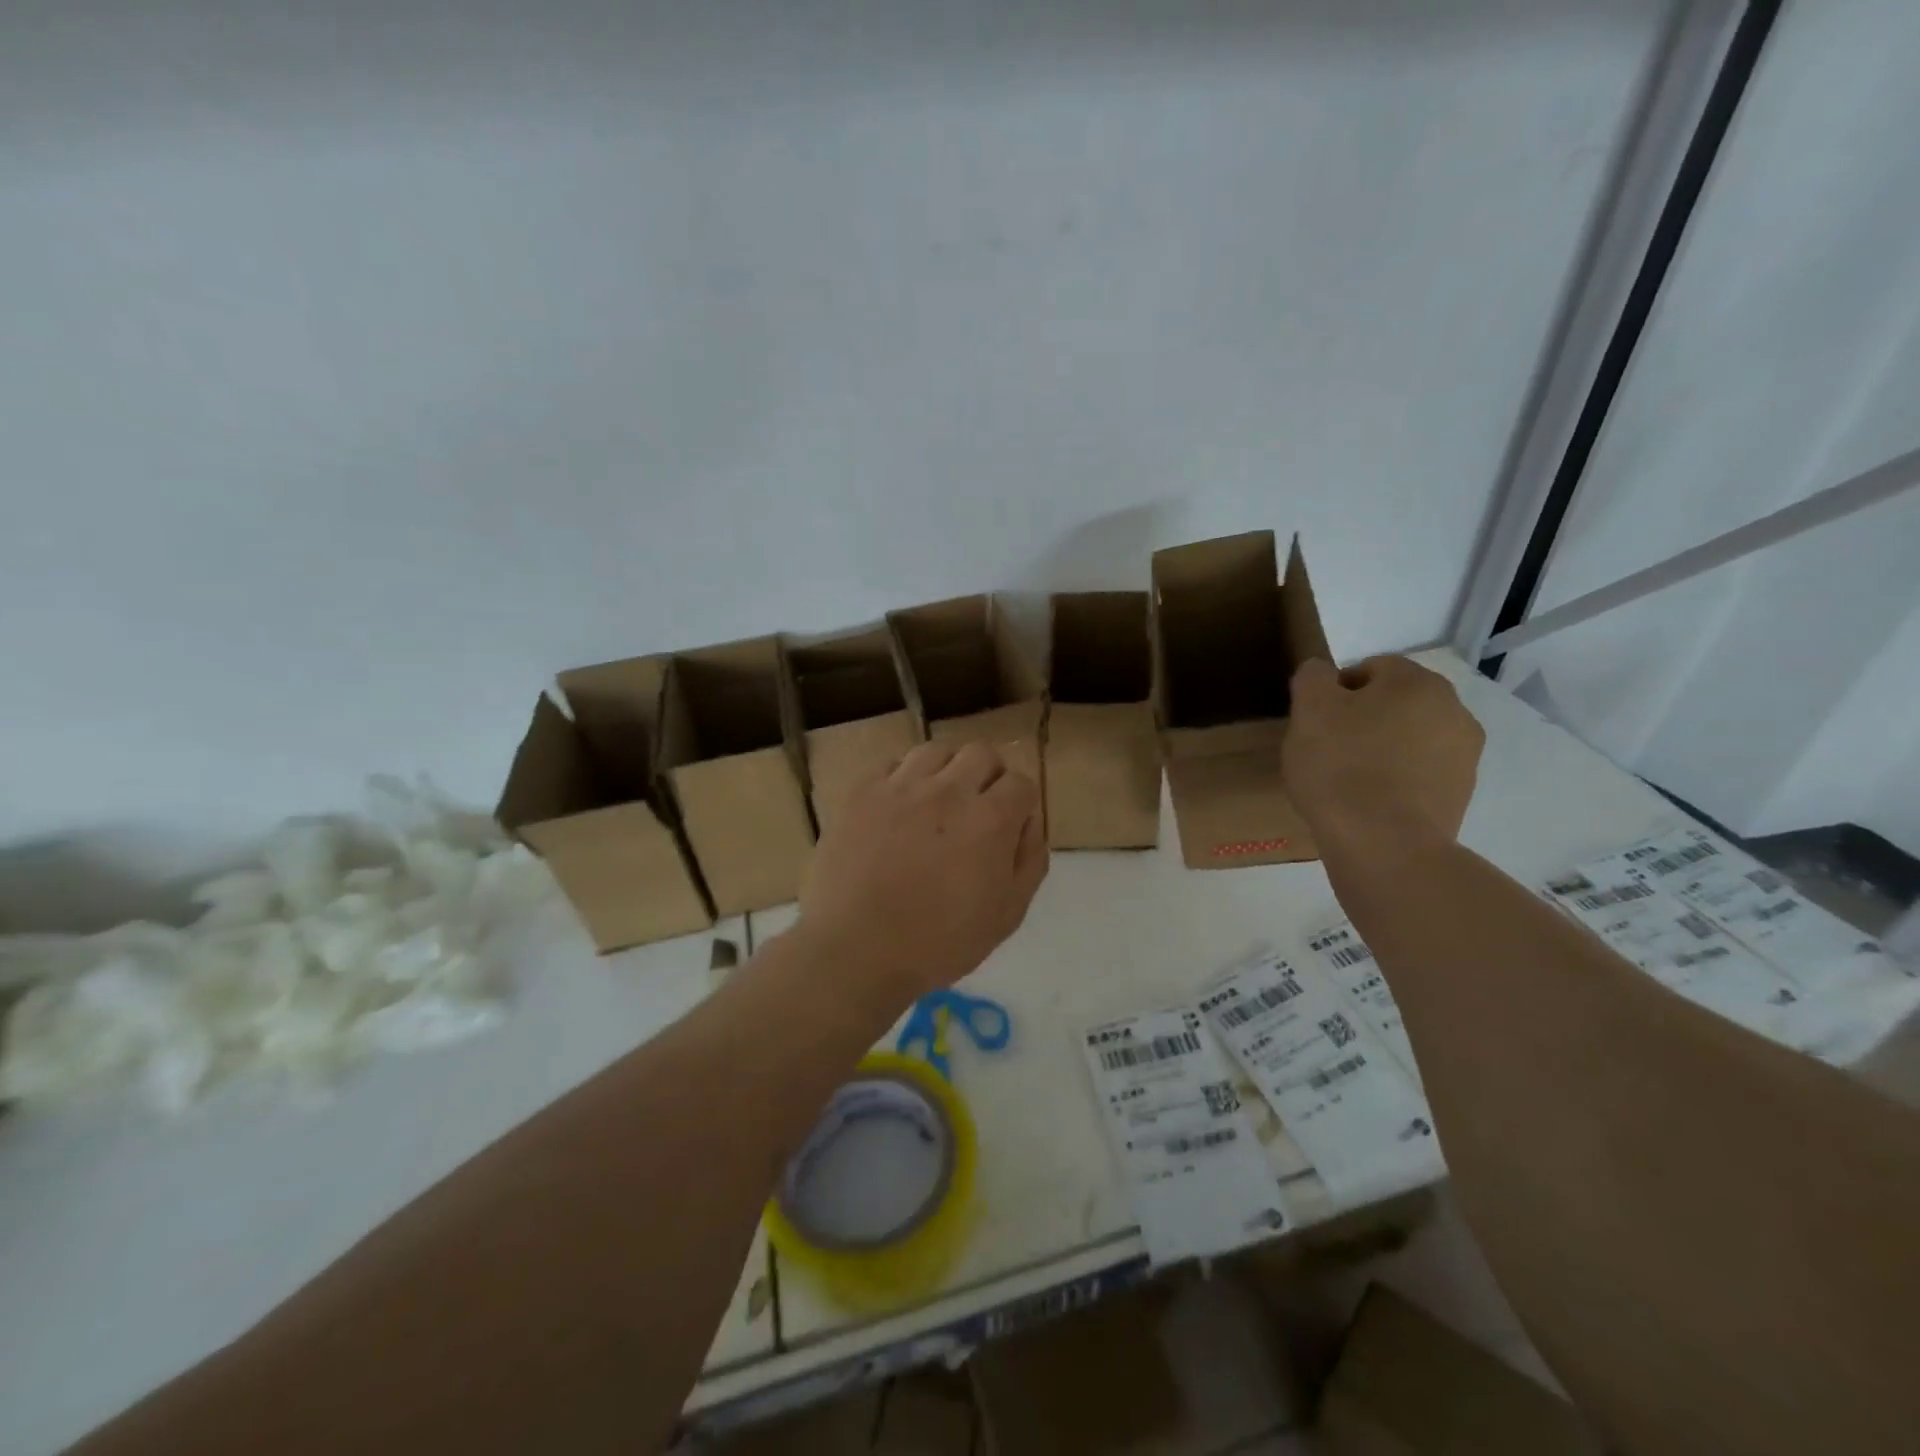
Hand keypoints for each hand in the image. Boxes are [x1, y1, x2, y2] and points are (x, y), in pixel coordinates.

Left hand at [793, 741, 1048, 1011]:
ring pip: (936, 750)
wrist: (855, 949)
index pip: (1021, 783)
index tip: (1009, 827)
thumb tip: (1029, 822)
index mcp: (990, 820)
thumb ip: (1029, 860)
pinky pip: (892, 765)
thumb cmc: (938, 943)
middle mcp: (948, 790)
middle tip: (976, 810)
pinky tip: (898, 808)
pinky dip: (904, 779)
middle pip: (981, 754)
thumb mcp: (1007, 914)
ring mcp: (900, 786)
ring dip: (946, 771)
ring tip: (936, 803)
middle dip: (988, 777)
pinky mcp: (862, 792)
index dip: (1020, 804)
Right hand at [1283, 655, 1484, 851]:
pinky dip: (1396, 779)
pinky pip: (1420, 773)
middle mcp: (1454, 709)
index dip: (1335, 691)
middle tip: (1327, 748)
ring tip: (1347, 778)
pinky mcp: (1461, 794)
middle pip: (1395, 703)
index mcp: (1417, 682)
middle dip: (1362, 719)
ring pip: (1410, 738)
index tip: (1314, 721)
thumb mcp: (1309, 710)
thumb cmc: (1341, 767)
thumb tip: (1323, 672)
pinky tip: (1368, 800)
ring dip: (1382, 748)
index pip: (1370, 668)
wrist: (1384, 845)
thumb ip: (1314, 677)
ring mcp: (1464, 755)